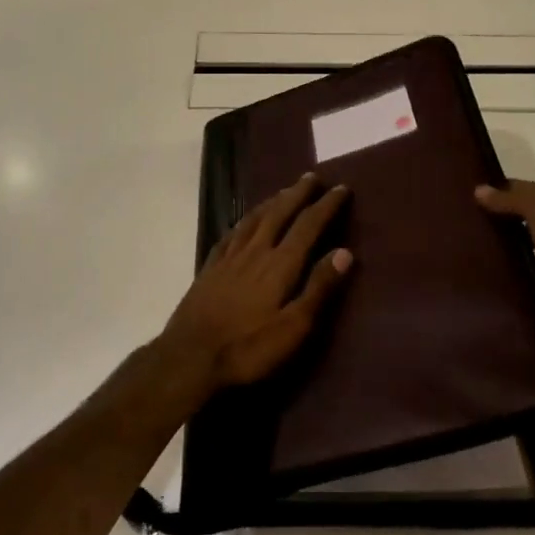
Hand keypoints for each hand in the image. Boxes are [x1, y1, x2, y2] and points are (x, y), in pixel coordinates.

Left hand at [160, 174, 353, 393]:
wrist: (190, 357)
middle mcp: (255, 251)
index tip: (341, 189)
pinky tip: (245, 221)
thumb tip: (345, 252)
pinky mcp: (210, 267)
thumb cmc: (248, 348)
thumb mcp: (293, 328)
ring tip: (284, 191)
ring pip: (254, 219)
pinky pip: (231, 233)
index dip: (326, 206)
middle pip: (279, 213)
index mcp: (280, 264)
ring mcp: (229, 257)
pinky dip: (244, 221)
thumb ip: (319, 288)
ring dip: (272, 202)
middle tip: (311, 177)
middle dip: (297, 194)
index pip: (308, 226)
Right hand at [476, 180, 534, 362]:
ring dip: (511, 243)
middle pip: (533, 213)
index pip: (533, 187)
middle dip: (506, 216)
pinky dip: (520, 269)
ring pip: (533, 241)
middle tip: (470, 222)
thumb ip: (512, 199)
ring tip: (477, 245)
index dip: (504, 191)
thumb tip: (479, 190)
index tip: (473, 199)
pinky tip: (497, 270)